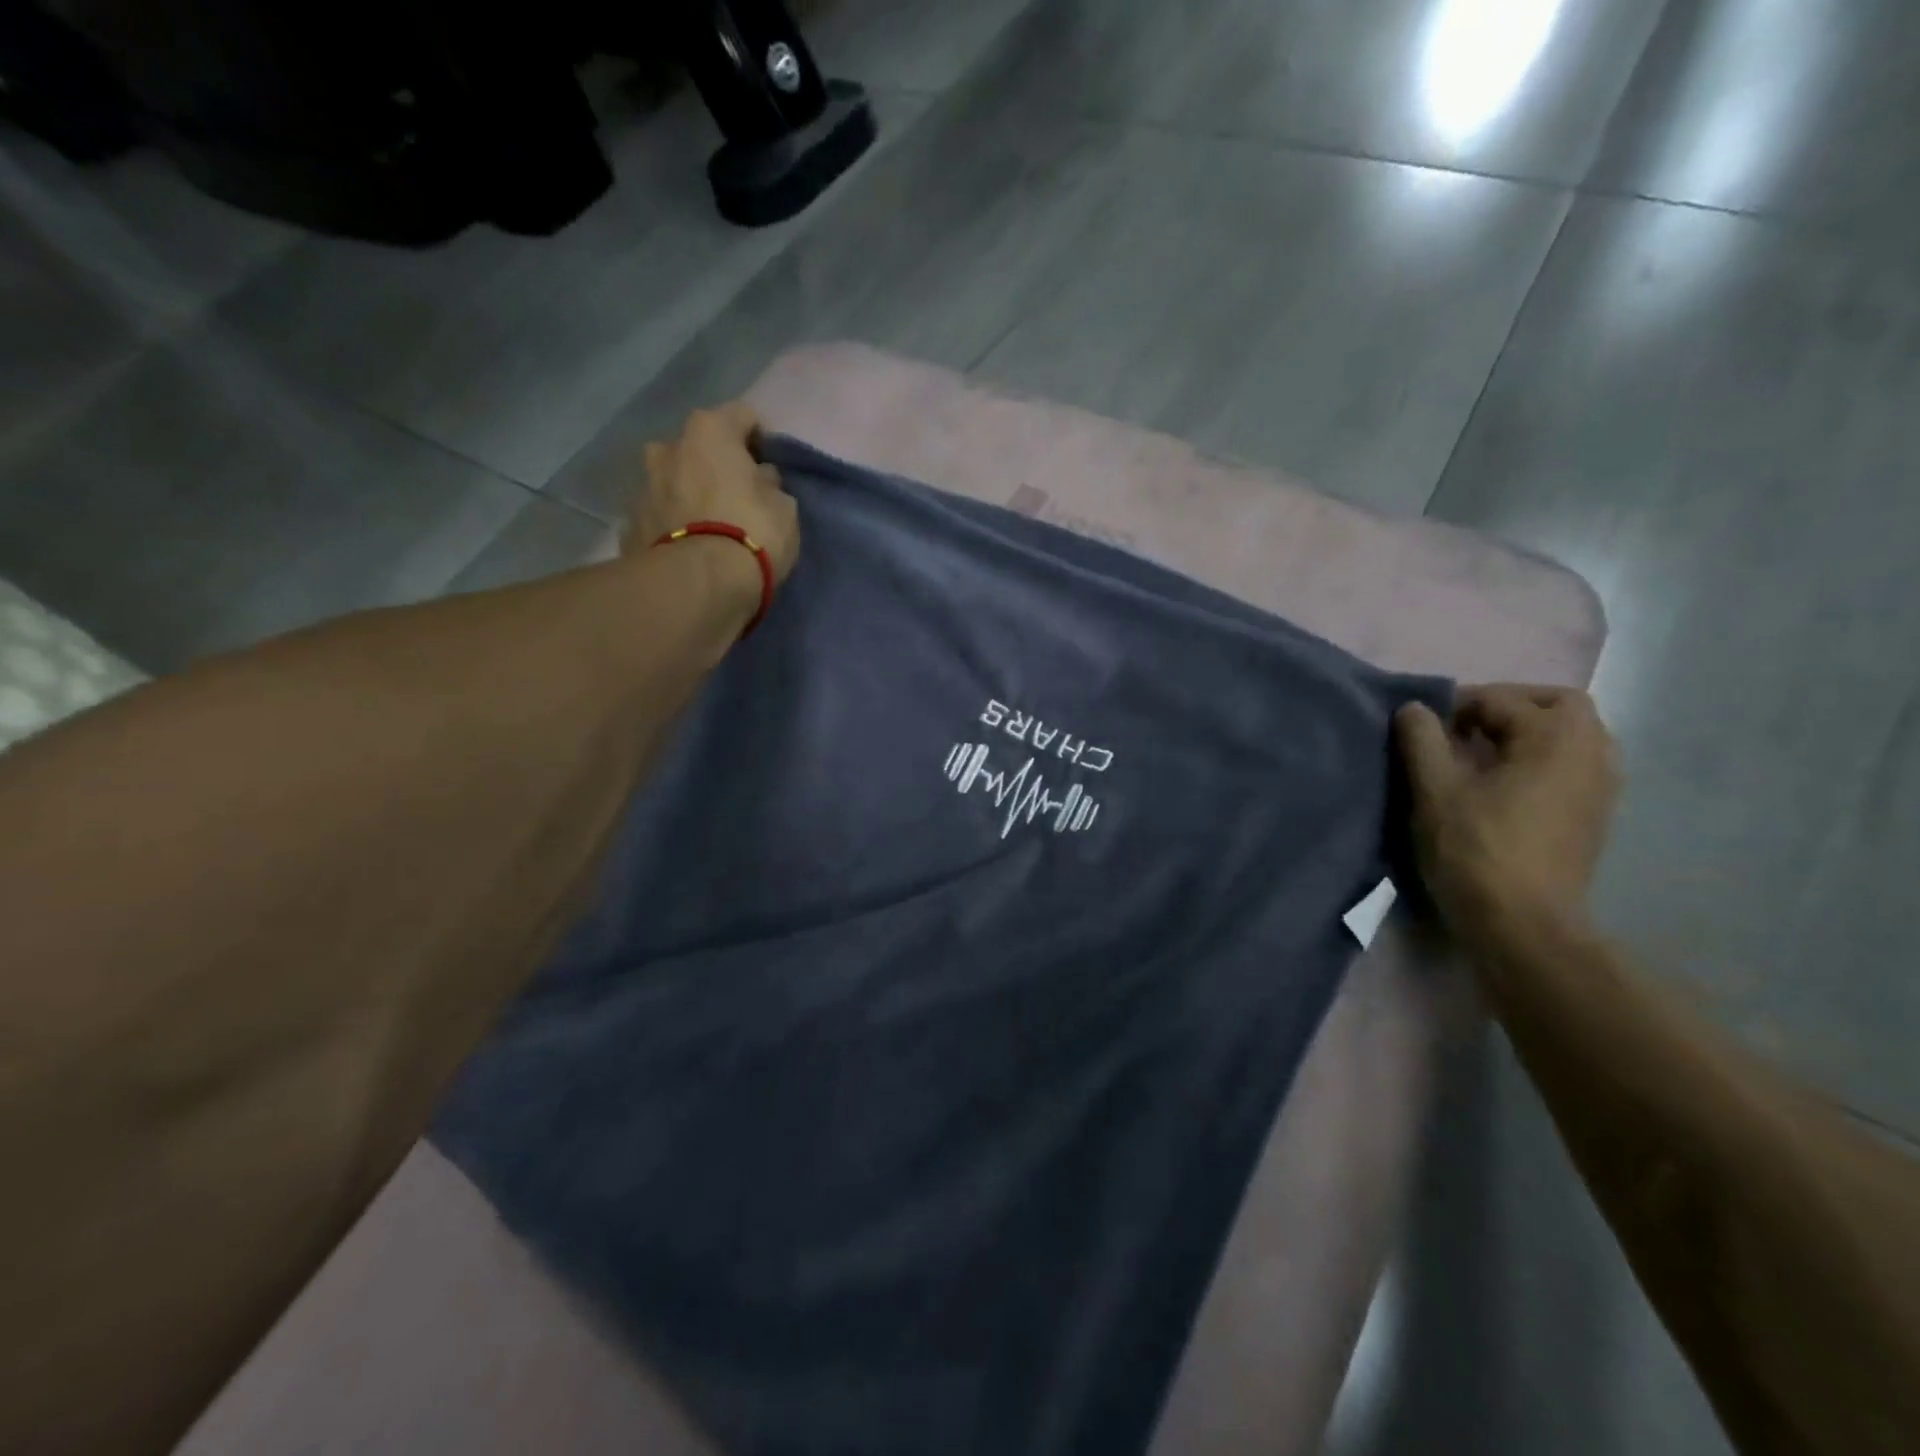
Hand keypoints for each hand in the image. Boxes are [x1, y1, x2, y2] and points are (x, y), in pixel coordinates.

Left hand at [628, 403, 799, 585]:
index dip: (759, 440)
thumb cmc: (752, 534)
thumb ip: (770, 486)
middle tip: (736, 496)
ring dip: (689, 492)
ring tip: (708, 524)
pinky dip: (673, 523)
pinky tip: (689, 546)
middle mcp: (668, 446)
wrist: (697, 585)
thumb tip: (760, 480)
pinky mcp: (630, 523)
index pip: (742, 416)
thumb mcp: (784, 509)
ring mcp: (643, 484)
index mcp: (709, 431)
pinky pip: (660, 514)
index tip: (769, 468)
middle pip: (698, 447)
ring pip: (673, 479)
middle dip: (716, 465)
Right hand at [1395, 684, 1619, 951]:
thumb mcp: (1434, 790)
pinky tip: (1505, 785)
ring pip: (1571, 736)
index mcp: (1554, 738)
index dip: (1455, 706)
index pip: (1501, 698)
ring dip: (1529, 734)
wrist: (1523, 925)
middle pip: (1558, 706)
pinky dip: (1542, 760)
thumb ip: (1422, 740)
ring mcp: (1601, 787)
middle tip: (1463, 729)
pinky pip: (1574, 765)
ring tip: (1482, 756)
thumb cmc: (1475, 850)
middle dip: (1508, 707)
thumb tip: (1415, 708)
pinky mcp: (1596, 816)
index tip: (1422, 728)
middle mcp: (1591, 753)